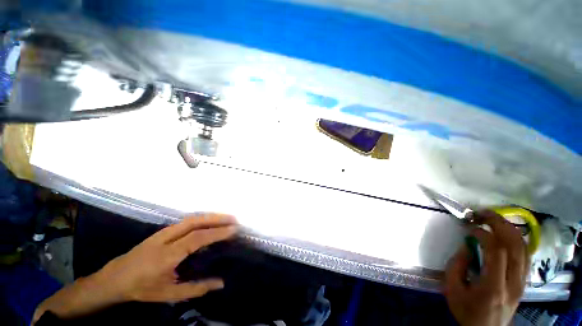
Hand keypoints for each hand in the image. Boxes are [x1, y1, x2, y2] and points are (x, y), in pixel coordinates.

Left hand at [100, 213, 237, 301]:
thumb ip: (196, 288)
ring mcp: (158, 235)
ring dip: (204, 218)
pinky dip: (194, 223)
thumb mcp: (171, 294)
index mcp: (168, 254)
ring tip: (221, 220)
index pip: (196, 239)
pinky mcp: (155, 236)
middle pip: (191, 222)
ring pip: (184, 221)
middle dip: (213, 218)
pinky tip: (200, 228)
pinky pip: (178, 225)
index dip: (216, 233)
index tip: (234, 229)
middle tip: (232, 219)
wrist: (119, 277)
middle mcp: (164, 239)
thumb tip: (220, 283)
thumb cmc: (144, 288)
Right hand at [444, 210, 529, 325]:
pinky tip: (510, 236)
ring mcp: (523, 280)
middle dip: (500, 222)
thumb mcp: (454, 298)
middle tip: (486, 214)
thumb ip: (455, 271)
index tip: (473, 229)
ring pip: (523, 244)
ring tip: (497, 221)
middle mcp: (513, 283)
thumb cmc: (469, 316)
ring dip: (510, 228)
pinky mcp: (526, 279)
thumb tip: (466, 247)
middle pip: (514, 242)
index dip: (485, 235)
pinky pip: (527, 252)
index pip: (496, 252)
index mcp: (493, 290)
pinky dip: (518, 239)